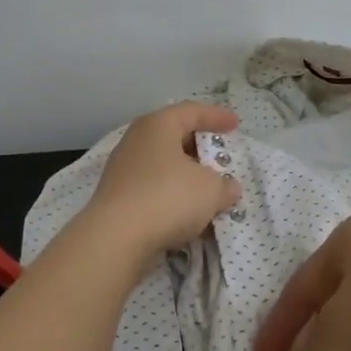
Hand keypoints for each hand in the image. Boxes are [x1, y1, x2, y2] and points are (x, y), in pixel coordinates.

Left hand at [84, 101, 242, 258]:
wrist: (115, 239)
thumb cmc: (168, 197)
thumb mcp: (210, 189)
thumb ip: (224, 185)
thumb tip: (227, 188)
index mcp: (157, 126)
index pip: (191, 111)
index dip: (216, 116)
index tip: (235, 125)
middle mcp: (136, 142)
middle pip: (173, 137)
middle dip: (199, 148)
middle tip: (219, 157)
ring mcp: (123, 171)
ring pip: (162, 166)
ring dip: (186, 176)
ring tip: (207, 190)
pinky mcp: (117, 199)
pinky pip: (153, 189)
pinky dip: (172, 196)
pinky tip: (187, 213)